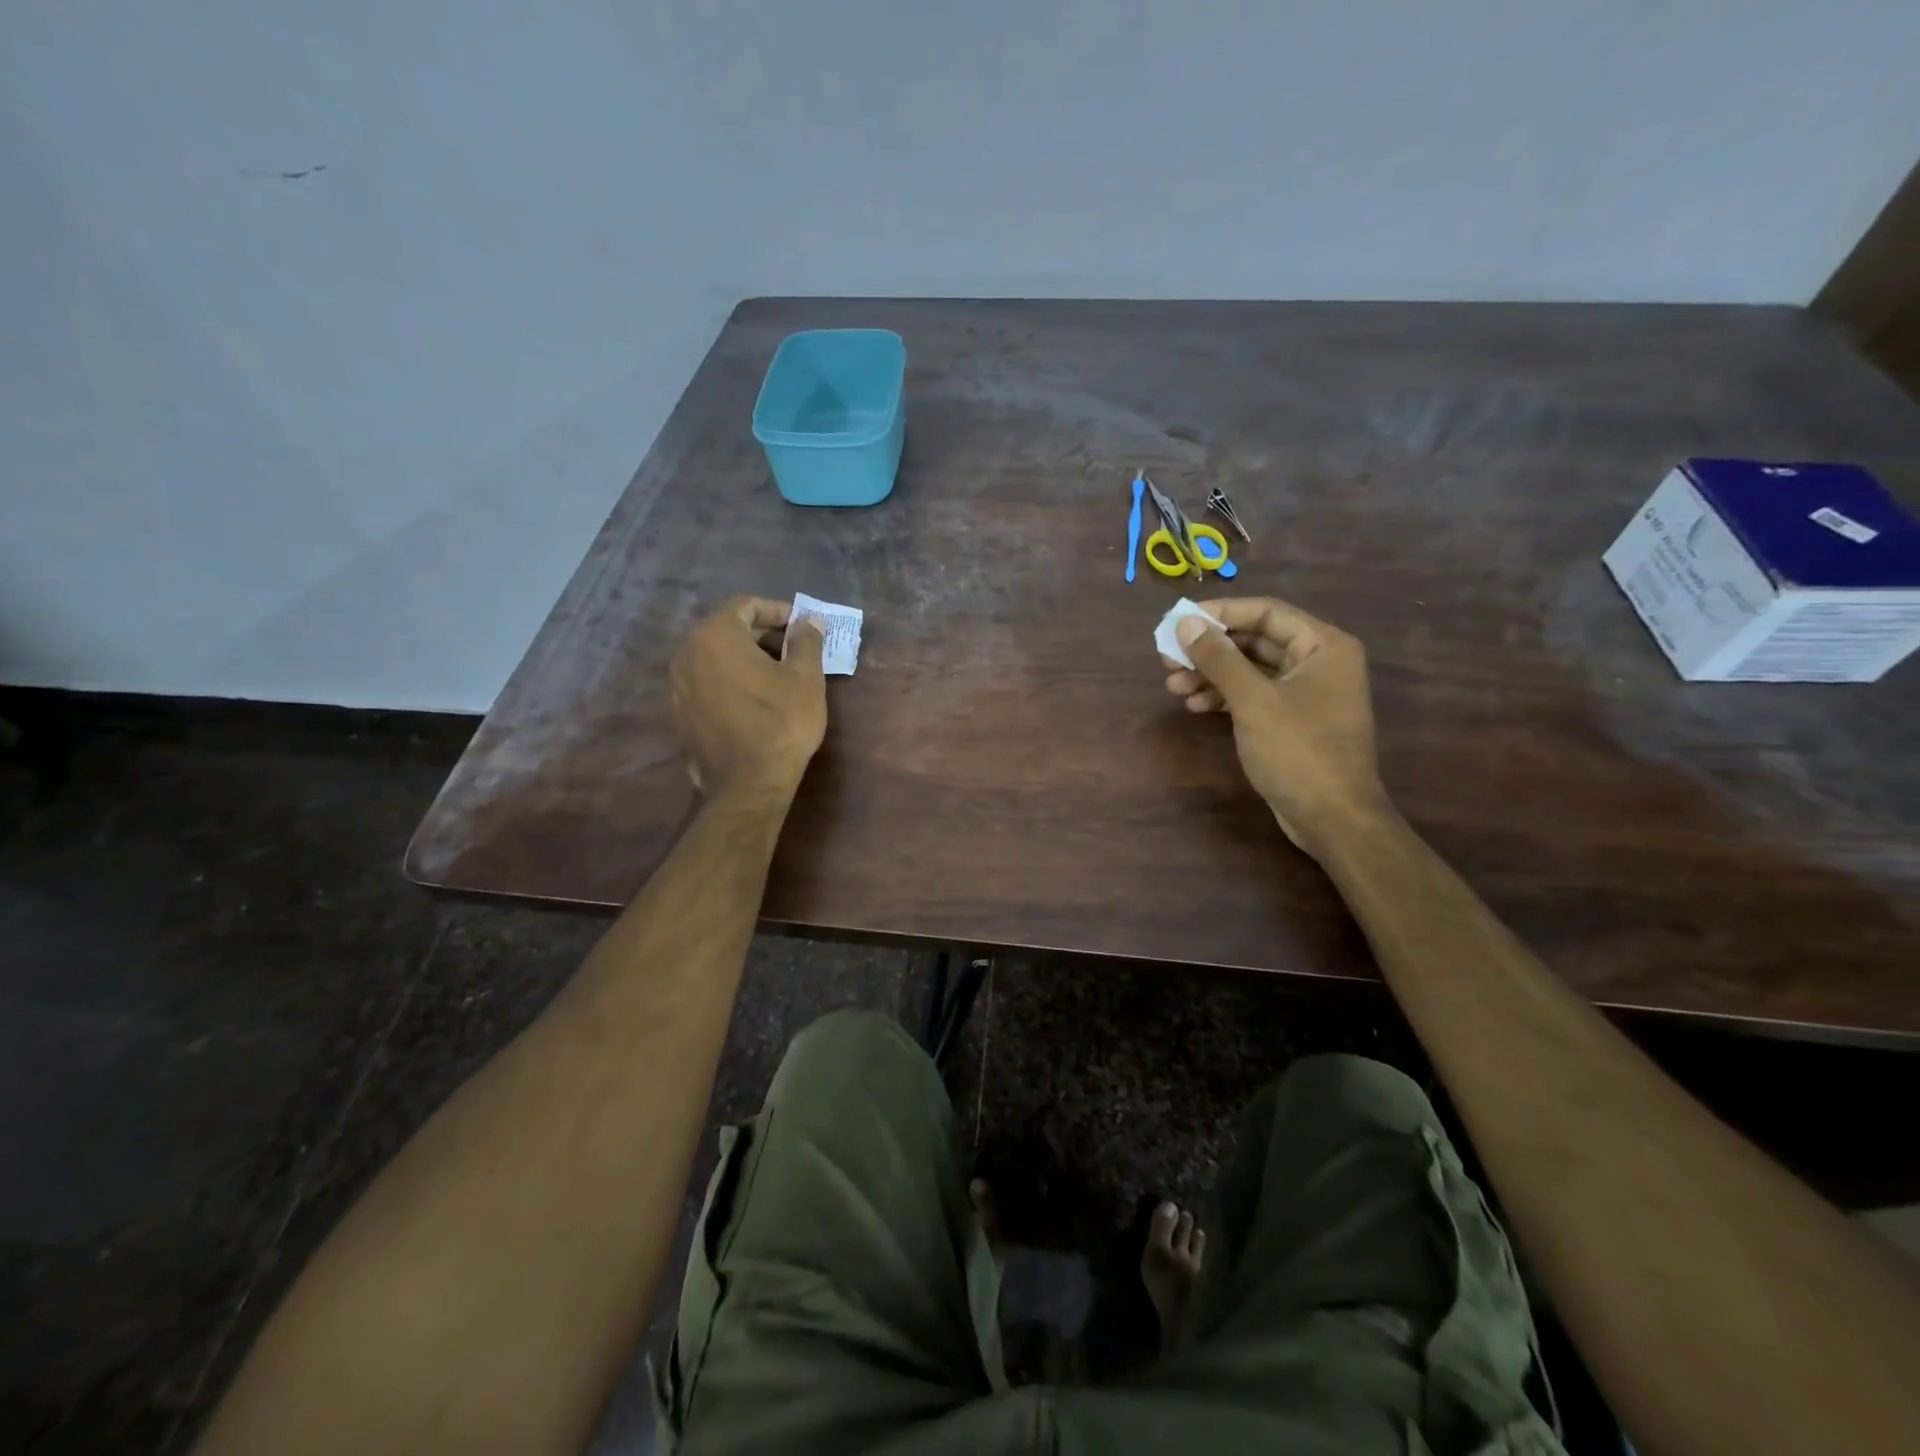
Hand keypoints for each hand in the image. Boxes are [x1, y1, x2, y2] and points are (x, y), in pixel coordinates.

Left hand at [671, 597, 826, 801]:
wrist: (749, 784)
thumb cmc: (782, 722)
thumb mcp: (806, 677)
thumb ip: (806, 640)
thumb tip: (808, 621)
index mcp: (715, 636)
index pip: (745, 606)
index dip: (777, 610)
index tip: (801, 625)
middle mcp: (687, 654)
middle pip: (726, 630)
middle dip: (761, 634)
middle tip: (794, 648)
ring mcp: (678, 686)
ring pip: (715, 658)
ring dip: (745, 658)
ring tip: (778, 674)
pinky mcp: (680, 715)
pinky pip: (707, 684)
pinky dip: (730, 681)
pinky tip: (756, 700)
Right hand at [1161, 596, 1387, 857]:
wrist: (1332, 818)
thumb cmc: (1298, 751)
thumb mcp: (1253, 701)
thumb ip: (1218, 659)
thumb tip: (1185, 624)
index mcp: (1323, 645)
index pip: (1265, 612)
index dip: (1219, 613)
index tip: (1178, 622)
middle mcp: (1318, 661)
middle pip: (1254, 640)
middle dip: (1210, 650)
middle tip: (1168, 658)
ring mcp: (1306, 692)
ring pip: (1249, 670)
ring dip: (1211, 675)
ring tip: (1173, 686)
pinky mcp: (1292, 719)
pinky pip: (1253, 694)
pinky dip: (1224, 697)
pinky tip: (1195, 706)